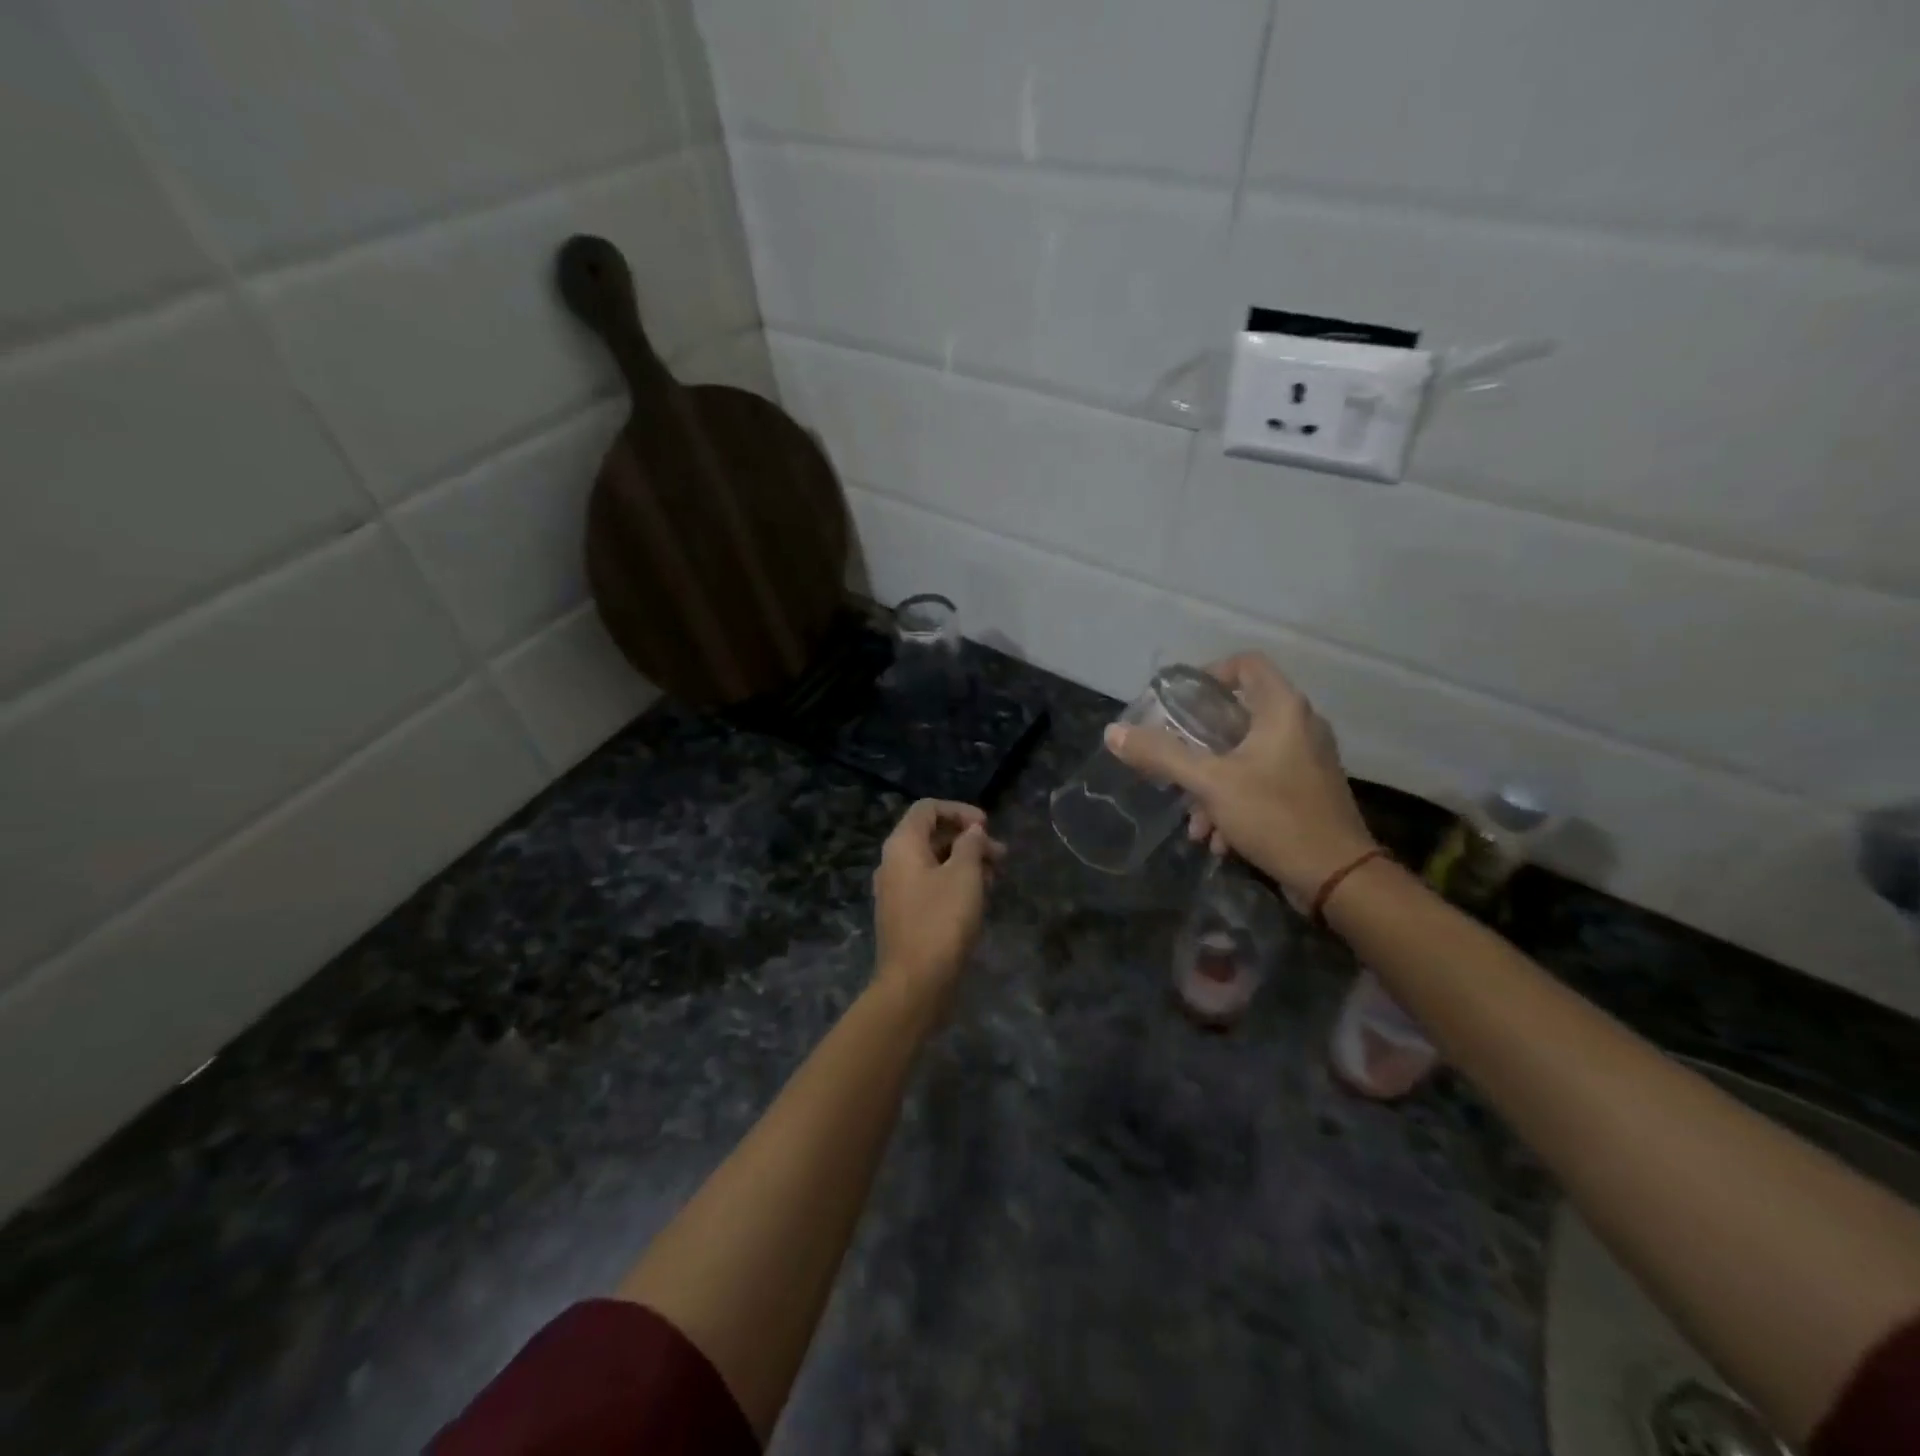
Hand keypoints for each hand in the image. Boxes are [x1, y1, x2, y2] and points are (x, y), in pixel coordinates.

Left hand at [872, 800, 1004, 1009]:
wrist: (915, 984)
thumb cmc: (941, 921)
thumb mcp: (965, 875)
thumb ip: (971, 845)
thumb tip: (973, 831)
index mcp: (902, 845)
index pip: (928, 809)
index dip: (960, 811)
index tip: (987, 826)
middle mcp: (893, 863)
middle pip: (932, 835)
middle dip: (968, 840)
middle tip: (1001, 855)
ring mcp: (897, 891)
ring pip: (934, 863)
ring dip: (966, 863)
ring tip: (996, 878)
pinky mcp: (905, 916)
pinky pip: (931, 886)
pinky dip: (955, 883)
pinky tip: (979, 899)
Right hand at [1105, 653, 1376, 903]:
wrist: (1337, 877)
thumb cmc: (1275, 816)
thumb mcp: (1210, 783)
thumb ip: (1161, 755)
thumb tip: (1113, 732)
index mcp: (1283, 710)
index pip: (1246, 664)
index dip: (1210, 674)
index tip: (1179, 702)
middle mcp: (1300, 726)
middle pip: (1238, 715)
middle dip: (1199, 746)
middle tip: (1173, 763)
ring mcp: (1307, 759)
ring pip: (1245, 755)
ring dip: (1212, 784)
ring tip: (1193, 821)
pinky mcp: (1308, 790)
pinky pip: (1261, 780)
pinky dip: (1234, 800)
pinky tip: (1217, 838)